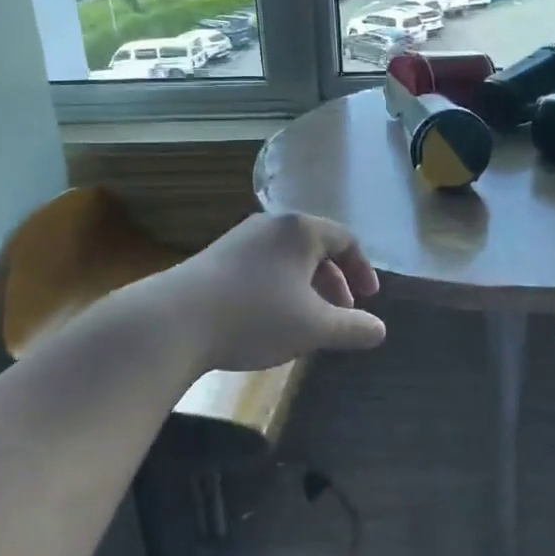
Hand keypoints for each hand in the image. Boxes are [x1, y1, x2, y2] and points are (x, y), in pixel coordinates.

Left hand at [163, 212, 386, 374]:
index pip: (345, 239)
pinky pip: (262, 266)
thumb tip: (379, 330)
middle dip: (334, 281)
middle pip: (315, 247)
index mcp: (300, 230)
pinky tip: (270, 319)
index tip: (369, 298)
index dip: (362, 269)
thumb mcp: (314, 327)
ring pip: (286, 259)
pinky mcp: (216, 258)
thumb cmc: (256, 316)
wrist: (175, 320)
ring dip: (306, 287)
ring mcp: (240, 238)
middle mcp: (271, 224)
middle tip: (342, 313)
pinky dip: (279, 288)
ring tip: (308, 321)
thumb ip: (352, 328)